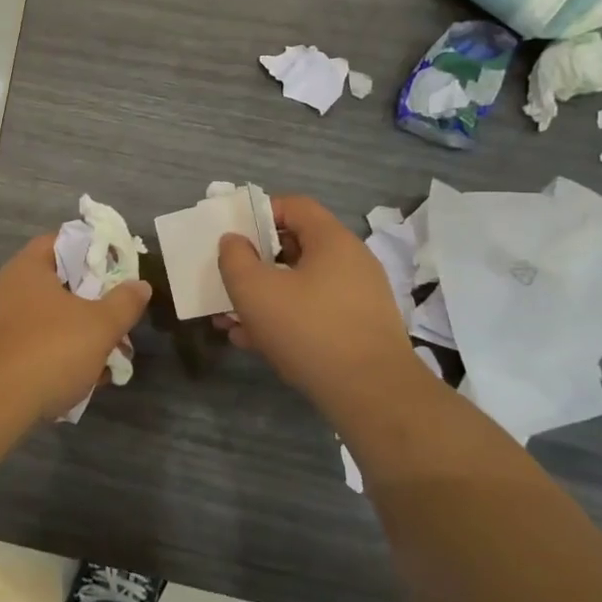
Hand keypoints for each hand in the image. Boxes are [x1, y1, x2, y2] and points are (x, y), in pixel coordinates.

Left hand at [0, 235, 151, 420]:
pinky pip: (32, 349)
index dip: (91, 250)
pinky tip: (77, 384)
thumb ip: (124, 303)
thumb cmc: (48, 349)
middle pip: (57, 285)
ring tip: (105, 360)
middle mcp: (7, 288)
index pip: (61, 242)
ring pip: (47, 322)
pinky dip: (55, 361)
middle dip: (89, 304)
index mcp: (28, 267)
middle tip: (116, 319)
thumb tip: (140, 285)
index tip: (116, 267)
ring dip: (76, 337)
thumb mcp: (99, 325)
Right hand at [215, 195, 418, 405]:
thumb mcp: (254, 290)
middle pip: (295, 247)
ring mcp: (358, 299)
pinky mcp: (359, 331)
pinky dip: (285, 319)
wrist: (372, 395)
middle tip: (228, 280)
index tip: (233, 236)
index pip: (294, 206)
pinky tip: (254, 342)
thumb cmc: (309, 330)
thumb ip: (234, 258)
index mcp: (332, 241)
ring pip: (301, 286)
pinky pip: (314, 313)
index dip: (259, 213)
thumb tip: (234, 241)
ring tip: (231, 319)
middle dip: (255, 263)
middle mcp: (351, 263)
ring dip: (264, 297)